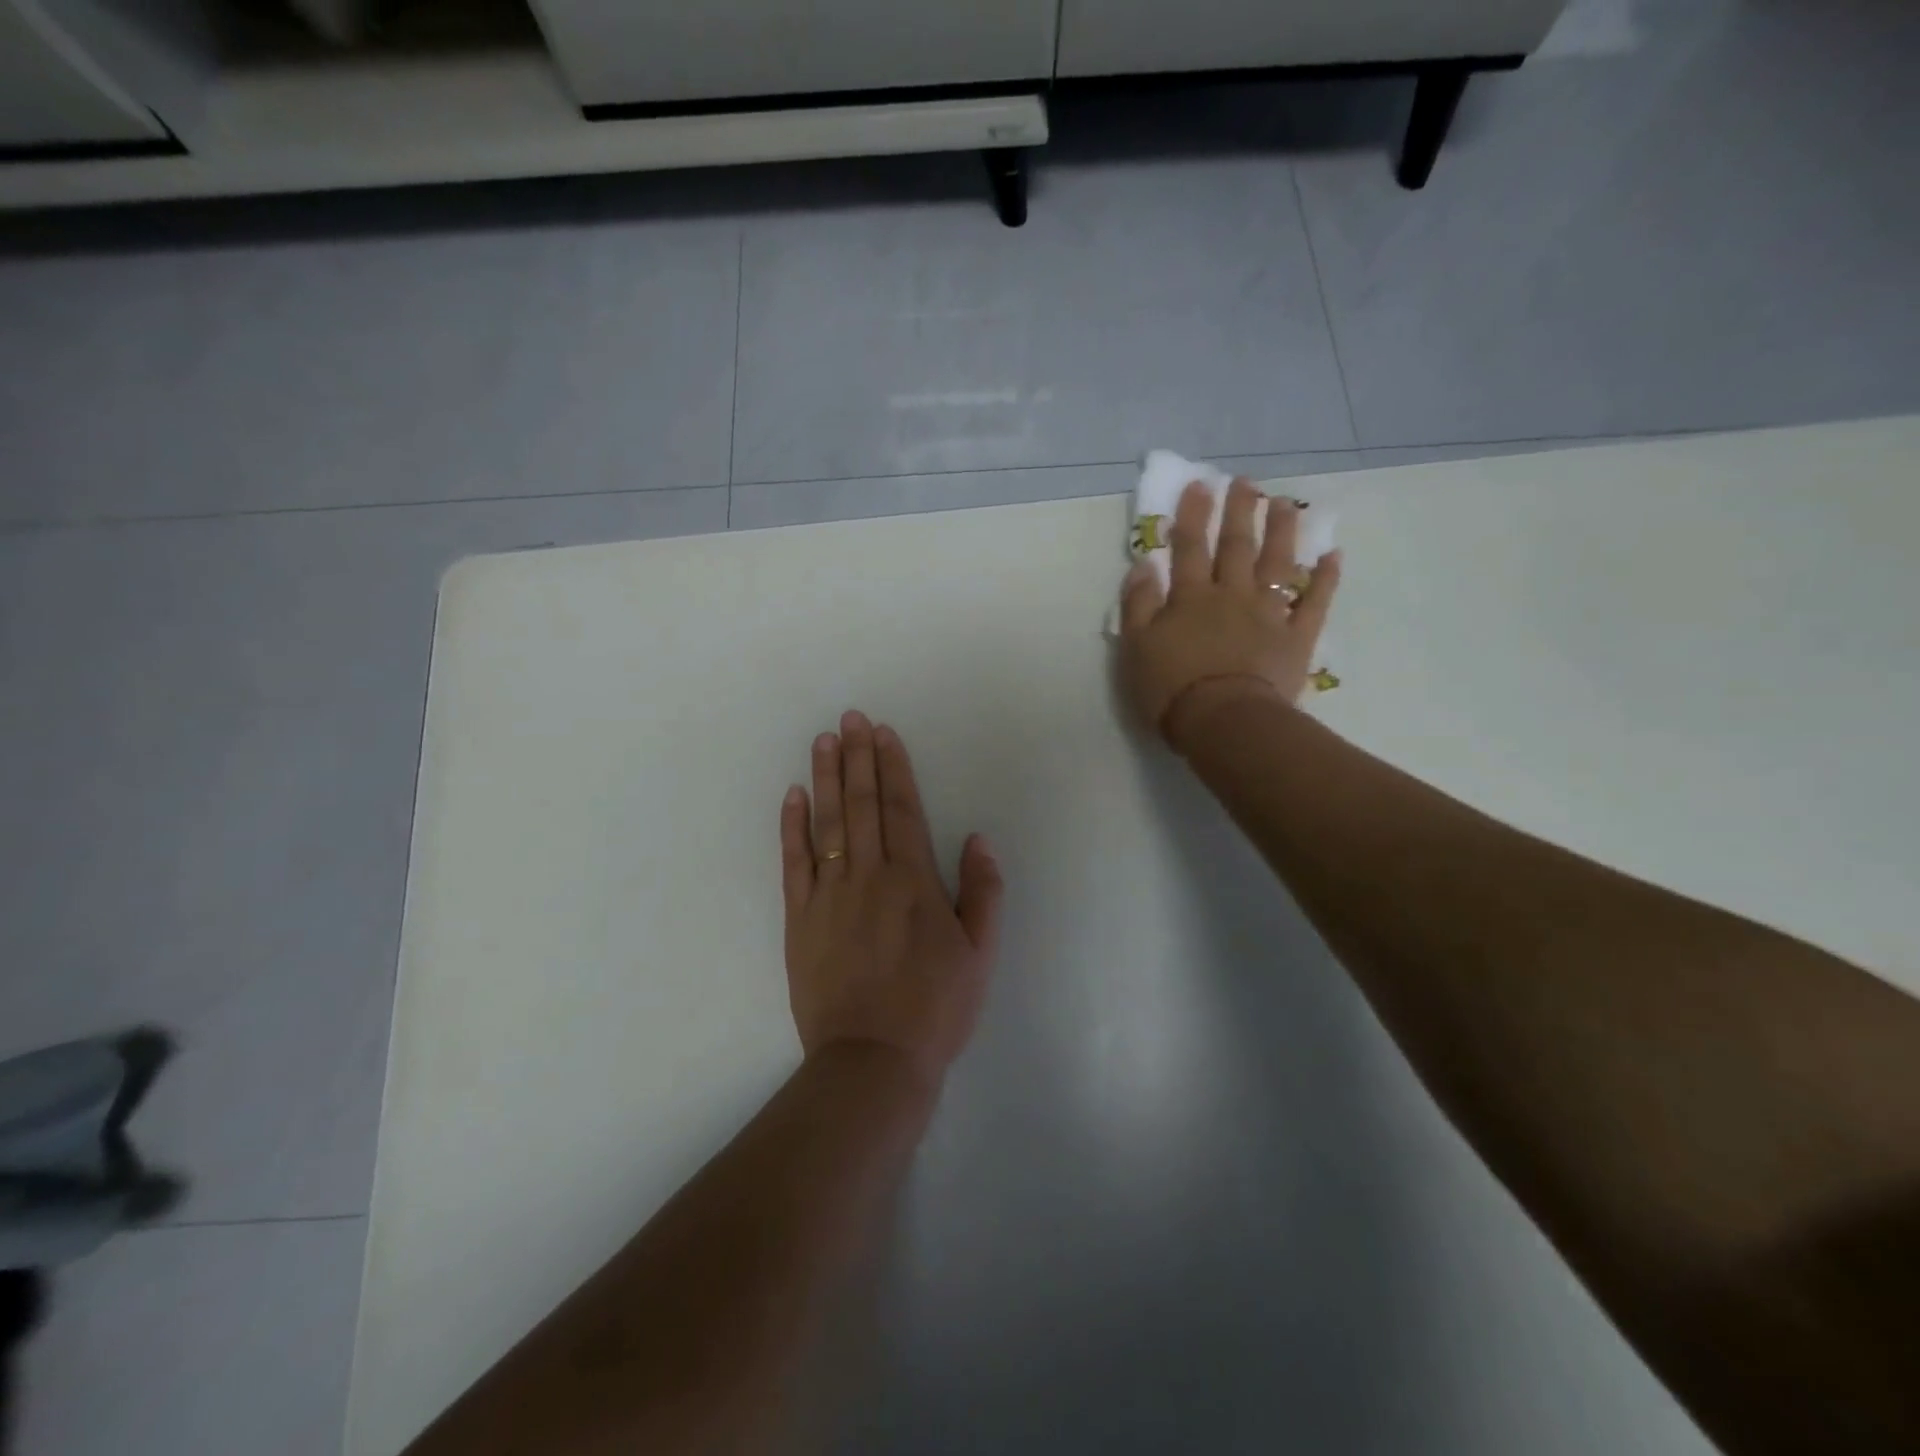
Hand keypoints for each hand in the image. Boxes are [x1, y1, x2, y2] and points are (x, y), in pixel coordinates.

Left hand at [779, 711, 1003, 1087]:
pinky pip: (794, 863)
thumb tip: (977, 839)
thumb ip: (982, 892)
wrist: (873, 1060)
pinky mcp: (799, 919)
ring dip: (826, 778)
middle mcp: (868, 877)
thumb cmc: (935, 1007)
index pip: (902, 810)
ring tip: (824, 741)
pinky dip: (792, 827)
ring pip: (827, 824)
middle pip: (862, 805)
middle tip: (850, 718)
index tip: (883, 733)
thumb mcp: (979, 953)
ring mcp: (829, 896)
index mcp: (913, 881)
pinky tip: (793, 796)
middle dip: (858, 758)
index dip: (893, 768)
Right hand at [1119, 477, 1340, 748]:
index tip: (1200, 485)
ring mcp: (1268, 614)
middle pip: (1237, 547)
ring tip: (1284, 504)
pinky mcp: (1296, 638)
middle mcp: (1232, 595)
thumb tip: (1144, 564)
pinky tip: (1332, 557)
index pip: (1190, 548)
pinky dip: (1324, 580)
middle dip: (1240, 512)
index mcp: (1191, 597)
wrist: (1224, 721)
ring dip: (1282, 532)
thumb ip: (1138, 603)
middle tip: (1245, 483)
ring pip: (1277, 564)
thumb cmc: (1171, 687)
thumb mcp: (1136, 646)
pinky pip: (1314, 603)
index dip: (1194, 515)